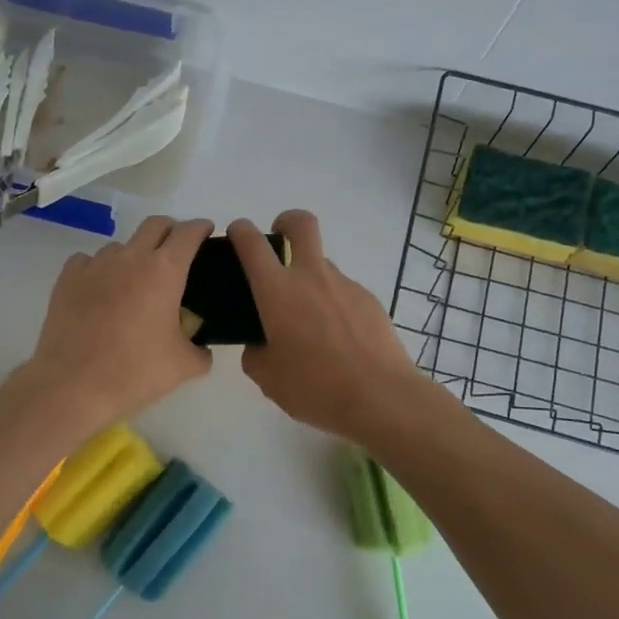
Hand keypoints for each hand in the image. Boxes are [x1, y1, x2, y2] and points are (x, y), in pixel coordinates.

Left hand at [26, 216, 214, 429]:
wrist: (73, 385)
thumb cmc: (135, 372)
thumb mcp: (184, 366)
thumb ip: (201, 351)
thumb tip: (202, 347)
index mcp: (165, 271)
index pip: (189, 232)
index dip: (201, 228)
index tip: (206, 232)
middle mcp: (131, 257)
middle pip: (156, 224)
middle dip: (171, 231)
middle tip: (177, 252)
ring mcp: (96, 264)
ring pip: (121, 245)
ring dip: (134, 255)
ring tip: (136, 282)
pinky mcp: (68, 278)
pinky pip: (89, 260)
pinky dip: (101, 269)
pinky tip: (102, 290)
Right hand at [229, 210, 429, 439]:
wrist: (381, 397)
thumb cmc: (315, 387)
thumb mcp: (268, 378)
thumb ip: (256, 354)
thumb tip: (260, 344)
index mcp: (277, 291)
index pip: (252, 243)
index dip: (241, 230)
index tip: (238, 233)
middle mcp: (311, 277)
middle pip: (301, 224)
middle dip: (286, 221)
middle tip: (279, 239)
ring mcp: (345, 285)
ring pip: (323, 265)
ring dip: (311, 279)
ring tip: (311, 324)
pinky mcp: (370, 300)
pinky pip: (343, 293)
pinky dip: (334, 305)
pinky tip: (338, 340)